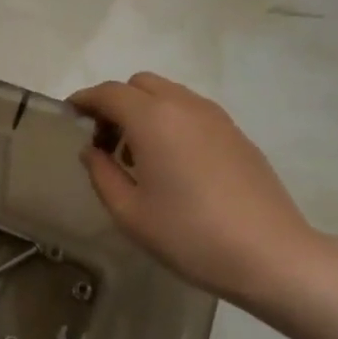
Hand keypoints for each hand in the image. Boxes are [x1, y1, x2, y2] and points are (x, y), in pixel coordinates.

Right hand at [68, 72, 326, 305]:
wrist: (268, 253)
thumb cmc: (187, 234)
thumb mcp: (129, 212)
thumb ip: (101, 174)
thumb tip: (91, 150)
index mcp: (153, 119)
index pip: (109, 93)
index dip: (85, 100)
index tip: (69, 116)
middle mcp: (184, 106)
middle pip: (140, 85)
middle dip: (115, 103)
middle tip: (104, 141)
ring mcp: (216, 118)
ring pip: (169, 95)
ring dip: (143, 112)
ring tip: (136, 157)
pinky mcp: (236, 134)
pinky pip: (191, 112)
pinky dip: (170, 122)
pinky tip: (170, 164)